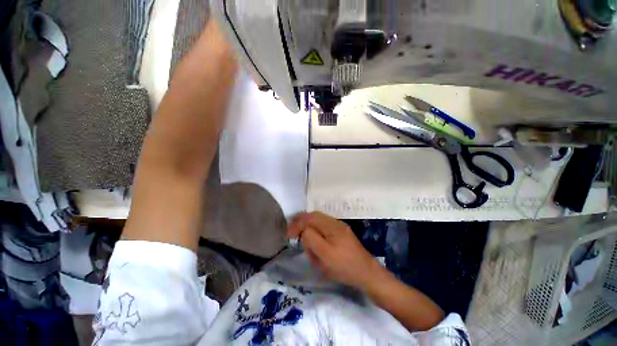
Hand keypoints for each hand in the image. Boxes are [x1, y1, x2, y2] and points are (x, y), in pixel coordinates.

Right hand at [288, 212, 385, 288]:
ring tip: (299, 230)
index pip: (310, 219)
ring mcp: (339, 226)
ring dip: (307, 222)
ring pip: (319, 219)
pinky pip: (324, 224)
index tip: (288, 234)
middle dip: (301, 220)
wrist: (367, 273)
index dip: (297, 224)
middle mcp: (335, 222)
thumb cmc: (345, 267)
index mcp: (331, 226)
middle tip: (291, 229)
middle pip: (314, 216)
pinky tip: (311, 233)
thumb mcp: (325, 257)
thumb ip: (312, 240)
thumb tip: (304, 230)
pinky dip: (314, 226)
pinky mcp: (341, 232)